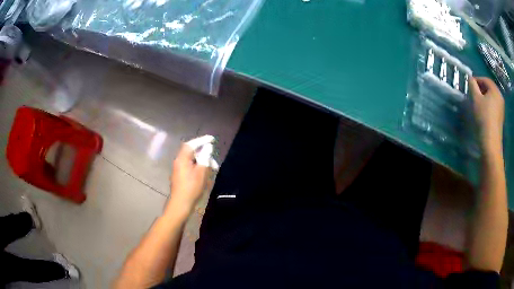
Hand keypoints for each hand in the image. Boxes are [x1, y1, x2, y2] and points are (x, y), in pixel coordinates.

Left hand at [167, 143, 209, 214]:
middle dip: (204, 155)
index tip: (212, 139)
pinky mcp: (180, 176)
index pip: (191, 144)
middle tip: (214, 163)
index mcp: (182, 159)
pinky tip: (205, 175)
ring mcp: (178, 169)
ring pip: (192, 161)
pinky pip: (190, 167)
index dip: (202, 140)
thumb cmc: (191, 188)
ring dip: (202, 163)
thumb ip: (205, 157)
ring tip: (212, 170)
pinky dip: (198, 168)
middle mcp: (179, 162)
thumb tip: (207, 147)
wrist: (180, 204)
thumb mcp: (201, 172)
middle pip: (192, 152)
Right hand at [469, 77, 504, 149]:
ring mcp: (501, 107)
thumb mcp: (476, 99)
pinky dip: (488, 105)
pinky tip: (484, 112)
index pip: (485, 79)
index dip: (477, 80)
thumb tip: (471, 79)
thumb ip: (472, 85)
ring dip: (485, 97)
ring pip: (492, 97)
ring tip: (478, 103)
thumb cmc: (484, 117)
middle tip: (473, 94)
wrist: (491, 142)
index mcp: (495, 89)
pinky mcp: (501, 117)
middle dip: (481, 89)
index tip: (470, 85)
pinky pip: (494, 105)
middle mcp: (500, 96)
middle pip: (489, 88)